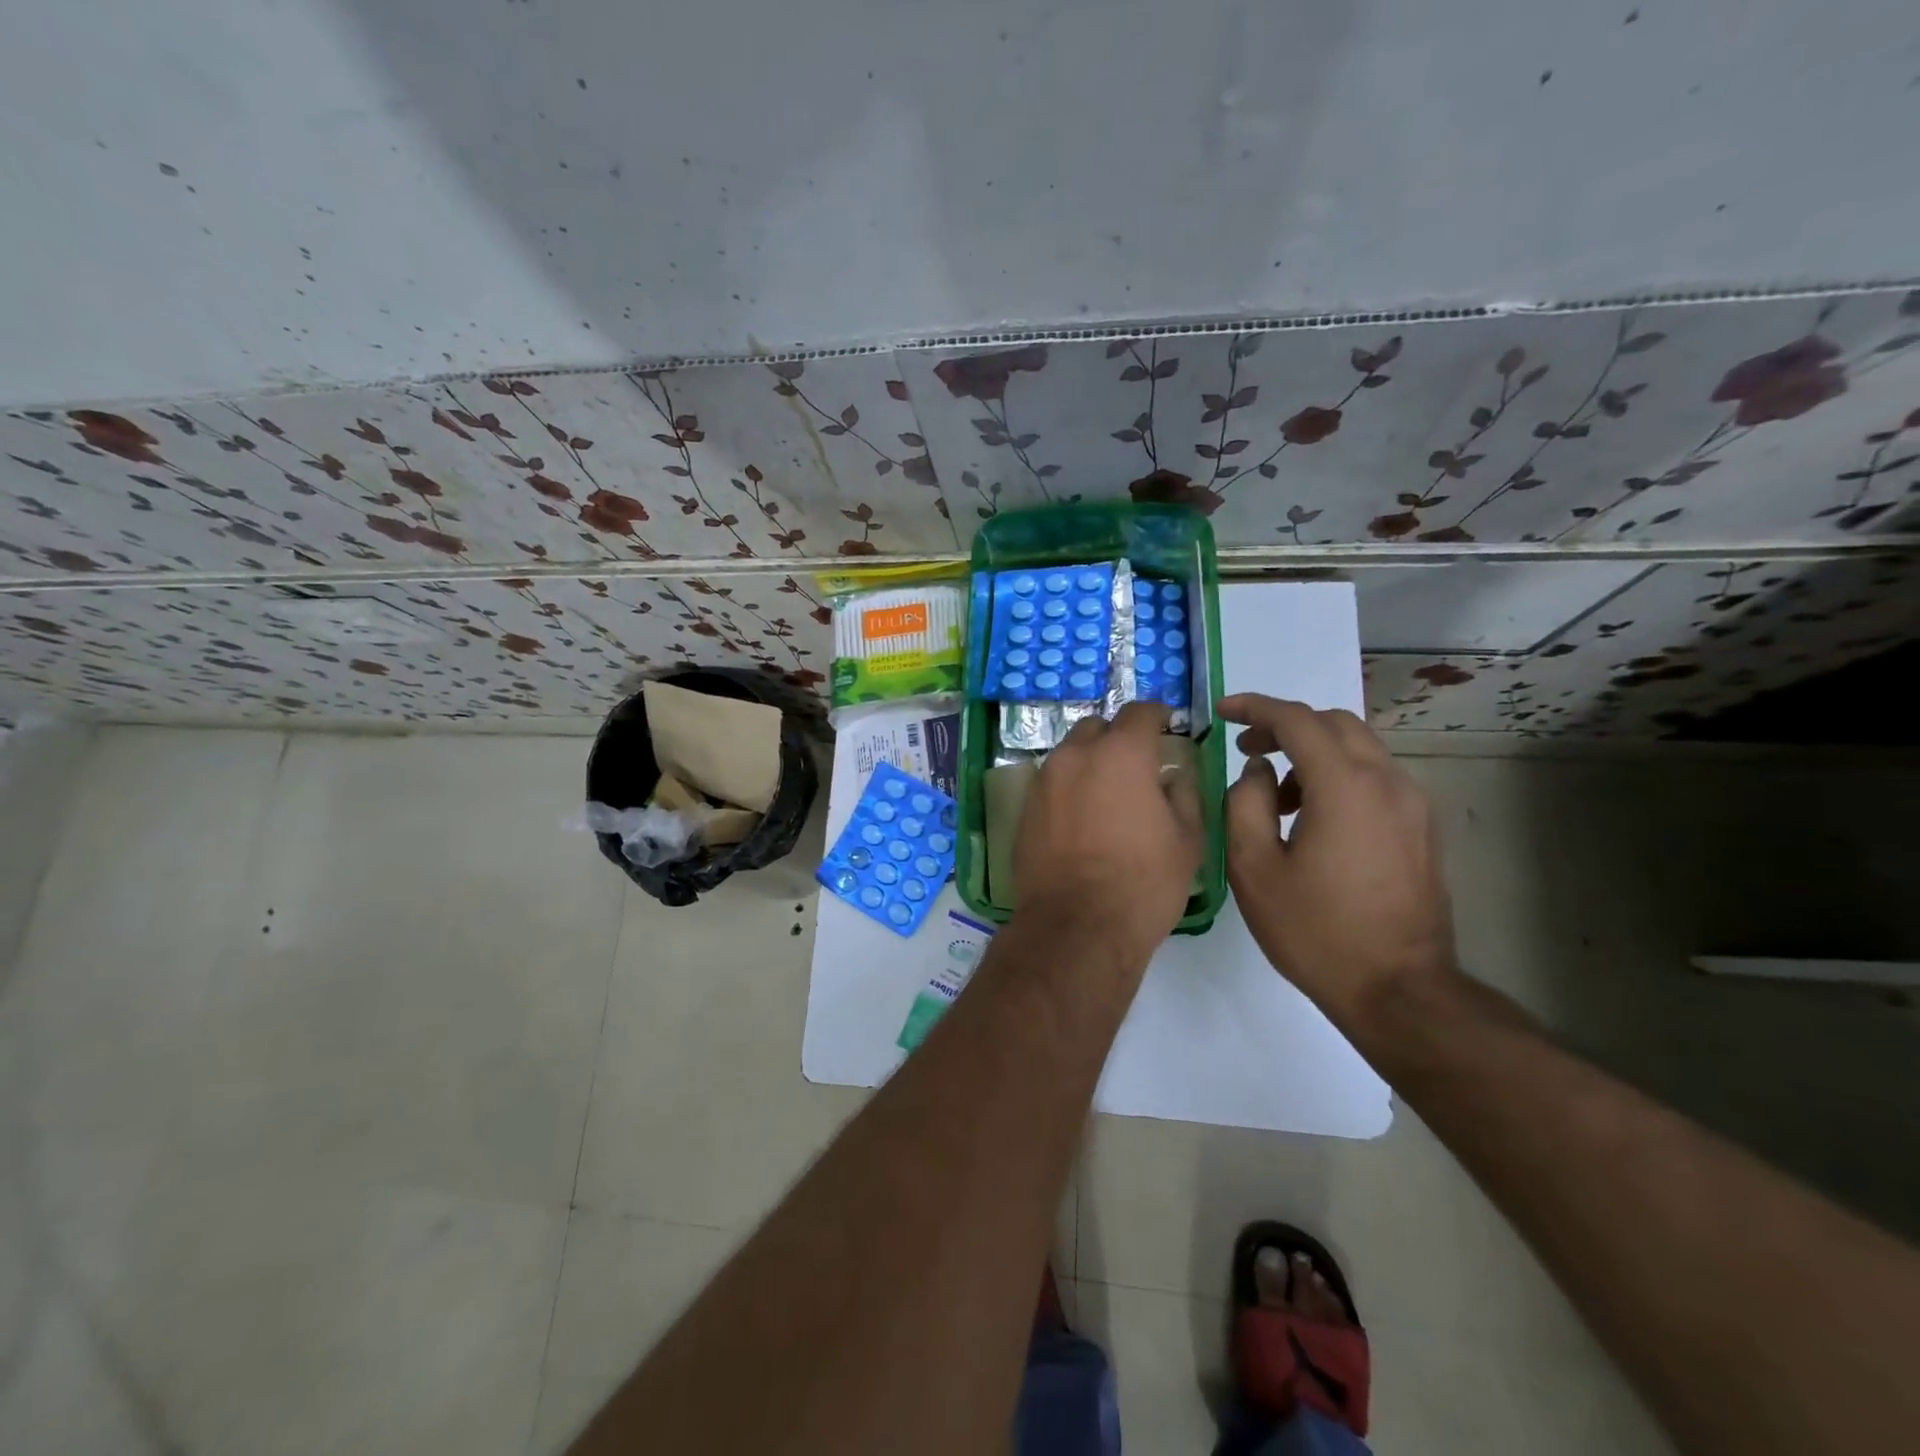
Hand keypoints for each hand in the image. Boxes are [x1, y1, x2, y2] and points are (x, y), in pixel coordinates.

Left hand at [1013, 702, 1202, 968]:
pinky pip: (1051, 783)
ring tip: (1107, 793)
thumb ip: (1183, 793)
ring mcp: (1044, 781)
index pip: (1140, 712)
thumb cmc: (1143, 882)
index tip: (1167, 725)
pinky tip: (1081, 818)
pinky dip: (1069, 788)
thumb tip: (1171, 775)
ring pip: (1070, 754)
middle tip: (1136, 764)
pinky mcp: (1024, 808)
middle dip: (1118, 737)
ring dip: (1090, 762)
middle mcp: (1076, 755)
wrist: (1077, 926)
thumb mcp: (1187, 839)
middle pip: (1097, 728)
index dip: (1157, 715)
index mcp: (1121, 753)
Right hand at [1218, 694, 1457, 1028]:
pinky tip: (1314, 818)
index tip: (1222, 712)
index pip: (1297, 720)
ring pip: (1359, 749)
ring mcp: (1413, 804)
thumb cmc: (1316, 931)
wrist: (1399, 990)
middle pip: (1334, 723)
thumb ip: (1245, 804)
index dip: (1254, 708)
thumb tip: (1258, 771)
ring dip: (1313, 753)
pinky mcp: (1422, 828)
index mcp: (1345, 786)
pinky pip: (1375, 778)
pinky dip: (1338, 776)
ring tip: (1278, 796)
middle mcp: (1387, 782)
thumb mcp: (1254, 868)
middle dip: (1285, 726)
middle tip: (1246, 750)